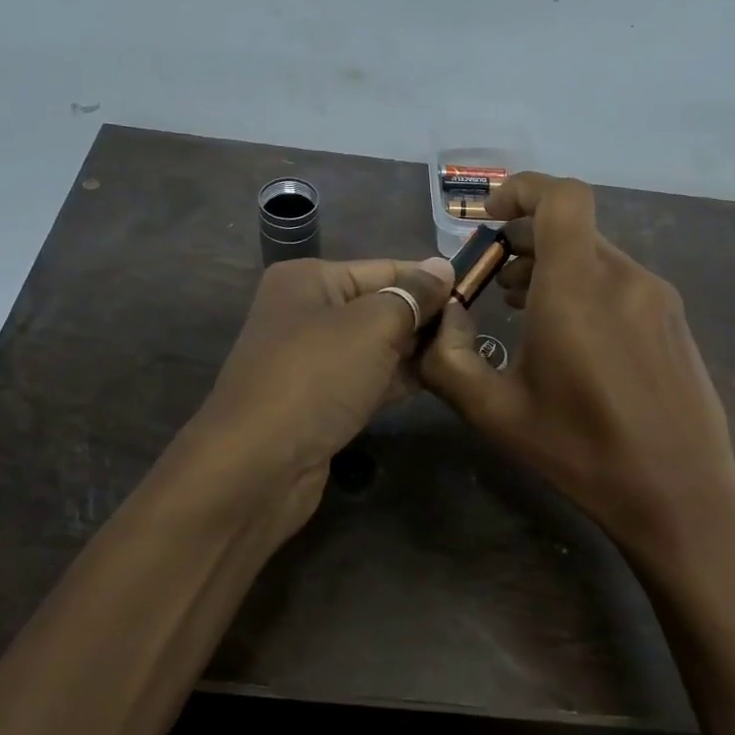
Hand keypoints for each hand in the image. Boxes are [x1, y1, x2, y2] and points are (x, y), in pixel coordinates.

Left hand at [181, 255, 453, 547]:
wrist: (257, 467)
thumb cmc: (316, 378)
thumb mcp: (372, 326)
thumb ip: (413, 296)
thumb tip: (444, 267)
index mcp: (309, 280)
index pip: (384, 268)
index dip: (430, 281)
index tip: (476, 293)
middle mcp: (306, 313)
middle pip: (380, 306)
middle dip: (425, 317)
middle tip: (474, 330)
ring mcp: (311, 361)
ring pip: (376, 346)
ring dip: (415, 350)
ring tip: (464, 354)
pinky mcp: (320, 402)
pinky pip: (367, 379)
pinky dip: (398, 379)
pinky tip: (436, 381)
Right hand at [421, 174, 734, 582]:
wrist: (680, 495)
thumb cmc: (581, 452)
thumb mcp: (495, 413)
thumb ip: (449, 358)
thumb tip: (442, 316)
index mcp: (578, 288)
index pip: (561, 197)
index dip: (522, 189)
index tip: (489, 218)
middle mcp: (624, 277)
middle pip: (572, 226)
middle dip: (524, 239)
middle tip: (492, 279)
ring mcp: (657, 297)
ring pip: (596, 255)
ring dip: (553, 266)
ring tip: (521, 307)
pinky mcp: (674, 321)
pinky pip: (621, 282)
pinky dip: (586, 287)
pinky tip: (571, 336)